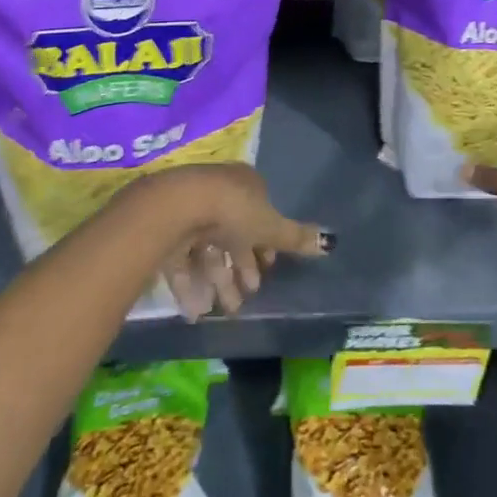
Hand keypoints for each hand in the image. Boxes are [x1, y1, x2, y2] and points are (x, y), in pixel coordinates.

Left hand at [126, 163, 333, 319]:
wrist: (177, 207)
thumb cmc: (233, 211)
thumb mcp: (271, 227)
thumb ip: (296, 238)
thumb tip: (330, 242)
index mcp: (244, 184)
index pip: (259, 214)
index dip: (265, 243)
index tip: (268, 268)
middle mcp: (217, 193)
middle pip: (233, 235)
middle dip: (242, 268)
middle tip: (249, 295)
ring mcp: (190, 211)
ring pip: (208, 250)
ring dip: (219, 282)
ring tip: (226, 311)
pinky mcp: (166, 230)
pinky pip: (182, 260)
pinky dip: (191, 286)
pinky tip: (197, 311)